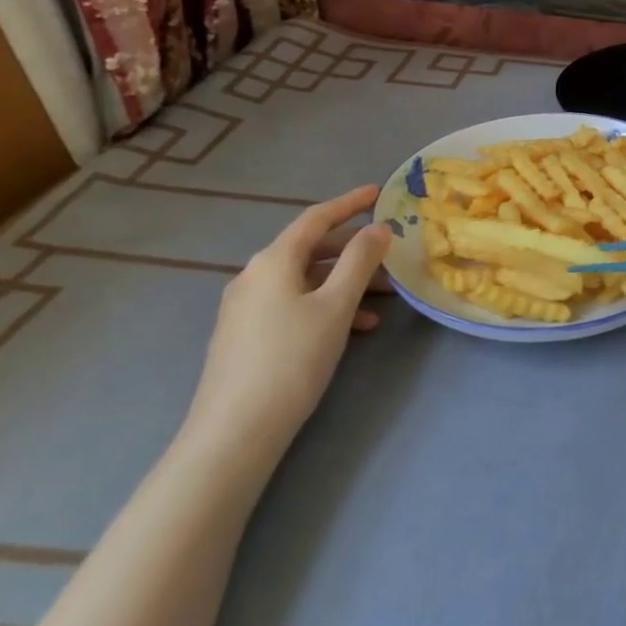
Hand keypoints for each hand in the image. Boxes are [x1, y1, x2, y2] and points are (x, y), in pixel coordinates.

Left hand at [182, 185, 394, 466]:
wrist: (234, 432)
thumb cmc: (292, 359)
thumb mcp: (336, 306)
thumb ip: (360, 261)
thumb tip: (377, 227)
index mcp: (273, 261)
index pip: (316, 218)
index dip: (349, 203)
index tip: (378, 192)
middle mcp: (254, 276)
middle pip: (311, 250)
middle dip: (354, 251)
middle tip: (391, 256)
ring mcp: (246, 308)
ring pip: (306, 281)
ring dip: (345, 283)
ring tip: (384, 299)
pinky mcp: (246, 336)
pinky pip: (294, 304)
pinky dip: (326, 306)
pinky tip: (355, 327)